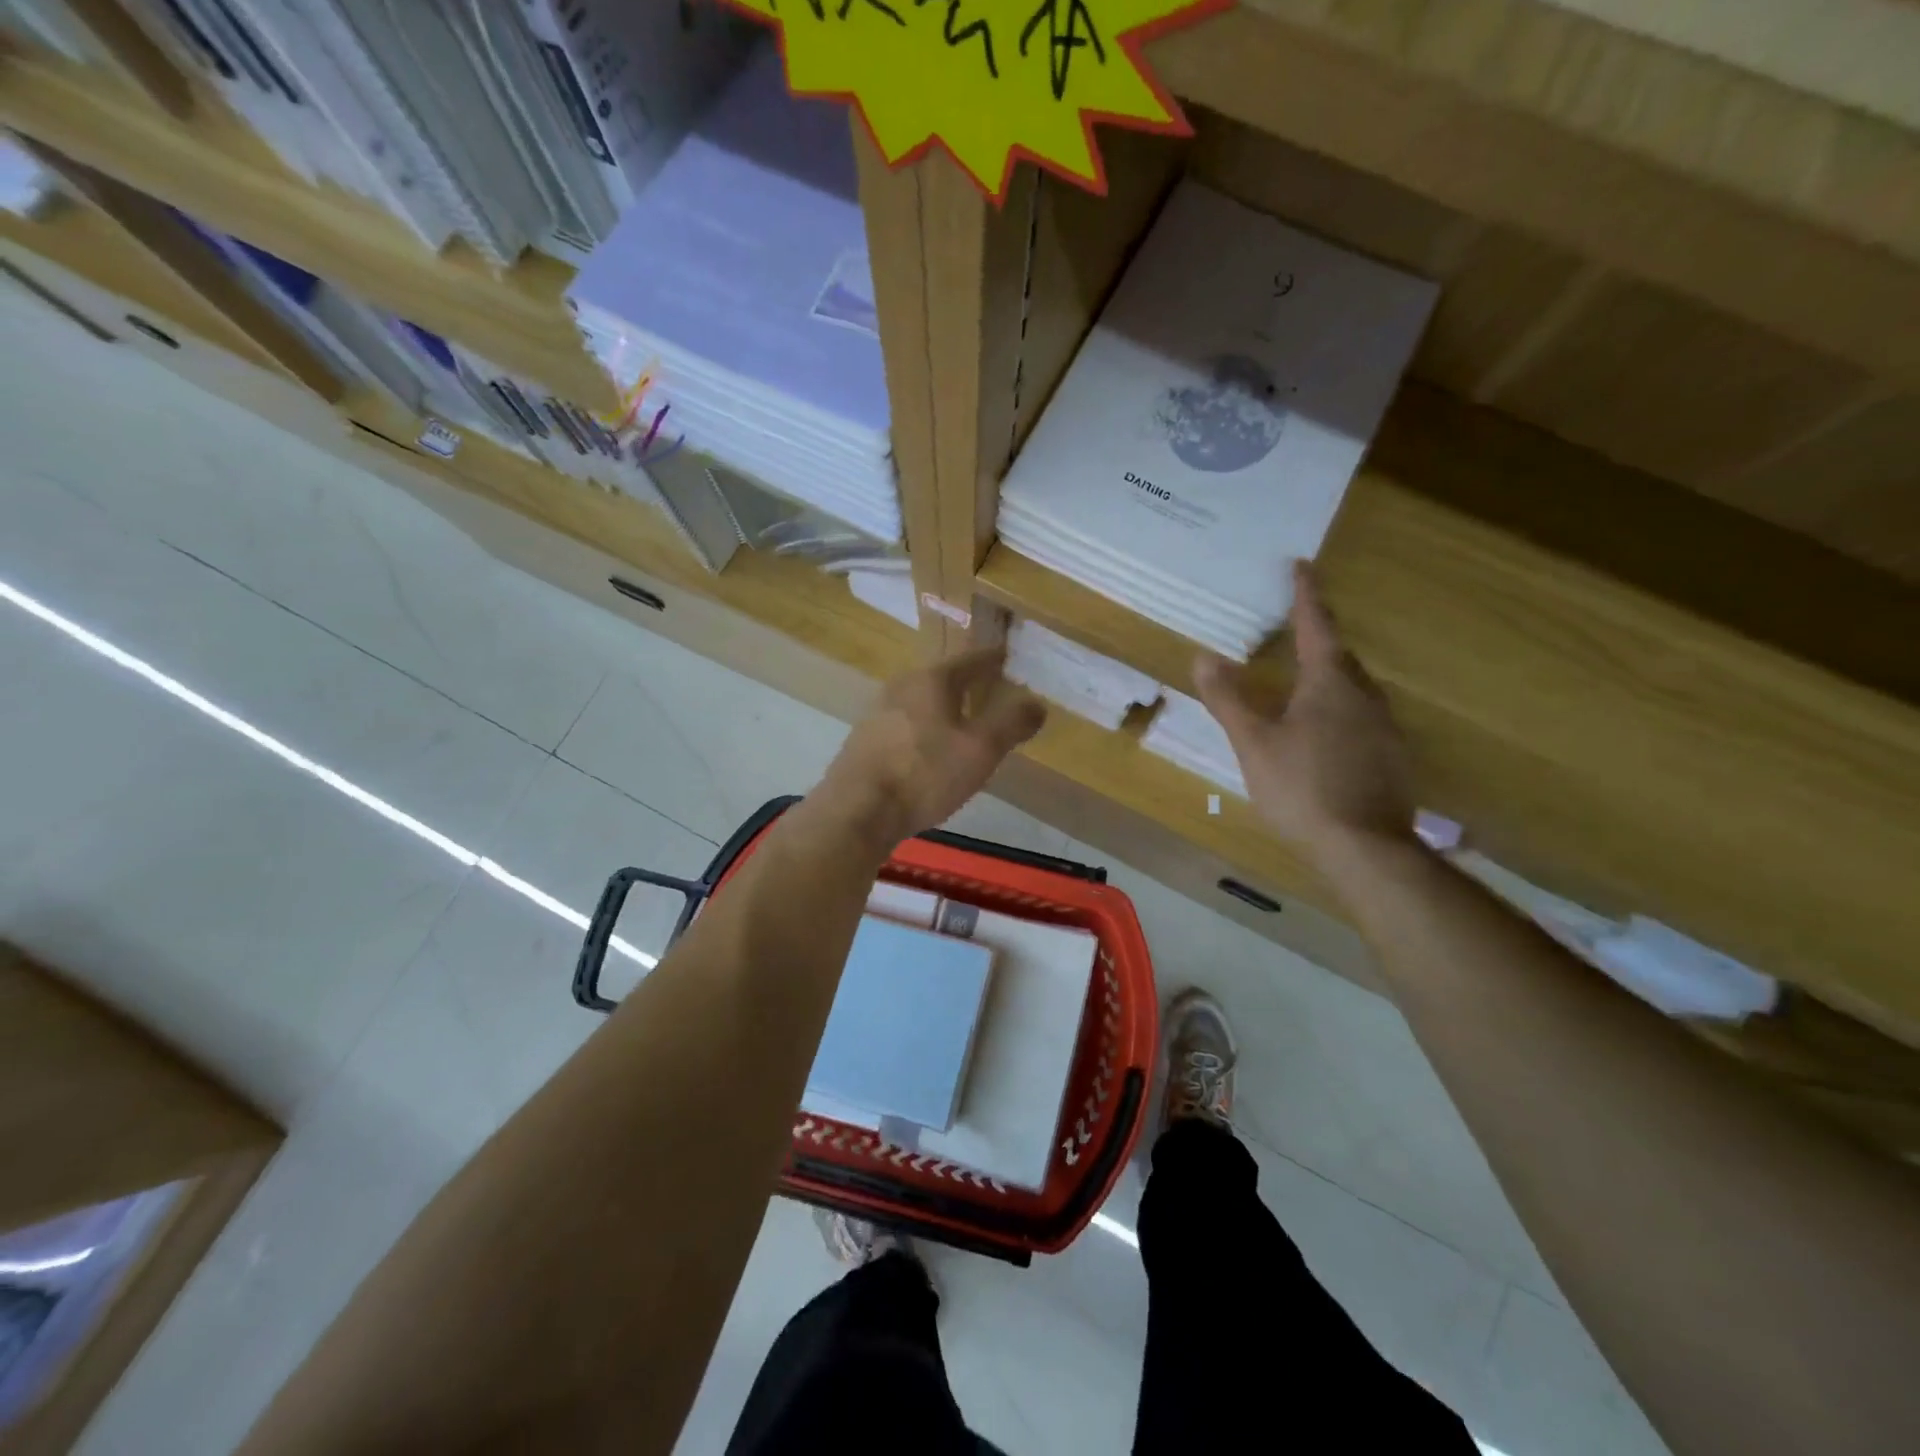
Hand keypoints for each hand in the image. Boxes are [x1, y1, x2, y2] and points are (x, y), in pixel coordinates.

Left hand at [815, 646, 1046, 851]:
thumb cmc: (924, 773)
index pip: (971, 659)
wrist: (857, 810)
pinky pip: (906, 724)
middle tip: (992, 691)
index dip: (994, 659)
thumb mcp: (980, 750)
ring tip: (965, 722)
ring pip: (922, 702)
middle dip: (969, 684)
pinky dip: (926, 729)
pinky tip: (931, 750)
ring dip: (945, 708)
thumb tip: (1037, 702)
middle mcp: (901, 686)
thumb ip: (1011, 723)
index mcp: (932, 679)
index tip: (1010, 657)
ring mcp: (878, 712)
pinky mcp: (864, 740)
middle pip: (943, 678)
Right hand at [1194, 561, 1414, 858]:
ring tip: (1302, 685)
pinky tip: (1323, 736)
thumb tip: (1203, 657)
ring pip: (1354, 688)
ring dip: (1328, 677)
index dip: (1305, 595)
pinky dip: (1339, 711)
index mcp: (1330, 682)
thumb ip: (1228, 699)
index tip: (1301, 566)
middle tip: (1292, 632)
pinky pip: (1362, 716)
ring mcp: (1385, 727)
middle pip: (1340, 656)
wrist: (1364, 848)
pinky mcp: (1392, 756)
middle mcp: (1365, 695)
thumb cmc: (1301, 788)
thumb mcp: (1253, 743)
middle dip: (1317, 639)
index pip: (1316, 625)